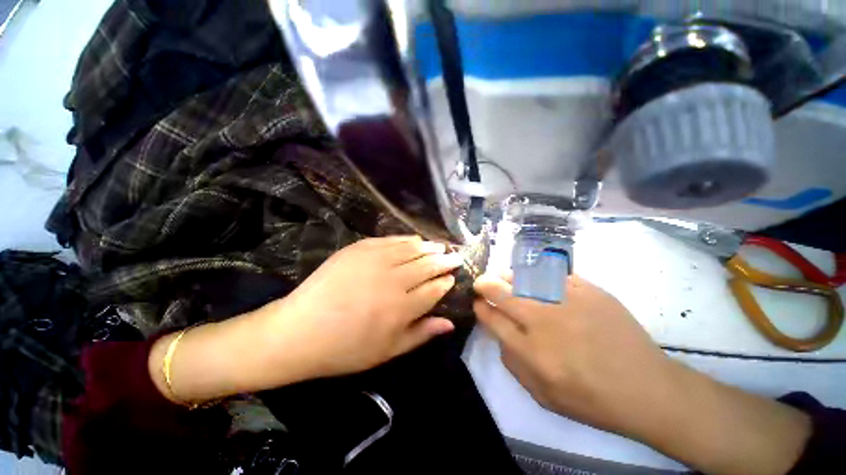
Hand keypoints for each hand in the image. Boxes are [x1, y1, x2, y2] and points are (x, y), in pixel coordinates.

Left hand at [268, 236, 462, 377]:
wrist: (300, 331)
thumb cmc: (346, 348)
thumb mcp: (388, 351)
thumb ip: (421, 334)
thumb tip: (449, 322)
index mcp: (402, 309)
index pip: (434, 289)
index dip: (446, 282)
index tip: (452, 277)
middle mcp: (393, 281)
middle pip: (427, 266)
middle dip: (445, 261)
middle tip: (456, 256)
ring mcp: (375, 261)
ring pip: (412, 249)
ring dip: (429, 248)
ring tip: (440, 247)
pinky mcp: (359, 249)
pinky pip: (390, 240)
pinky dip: (406, 240)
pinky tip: (415, 240)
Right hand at [473, 273, 673, 436]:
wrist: (647, 388)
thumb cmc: (591, 399)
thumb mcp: (542, 395)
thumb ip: (512, 363)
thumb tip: (498, 333)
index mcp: (531, 351)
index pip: (492, 319)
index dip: (480, 307)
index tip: (477, 302)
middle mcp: (544, 322)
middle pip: (502, 293)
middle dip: (486, 285)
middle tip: (481, 282)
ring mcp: (568, 302)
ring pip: (524, 279)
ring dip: (507, 277)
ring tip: (502, 277)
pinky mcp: (589, 291)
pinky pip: (553, 274)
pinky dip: (538, 273)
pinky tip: (533, 276)